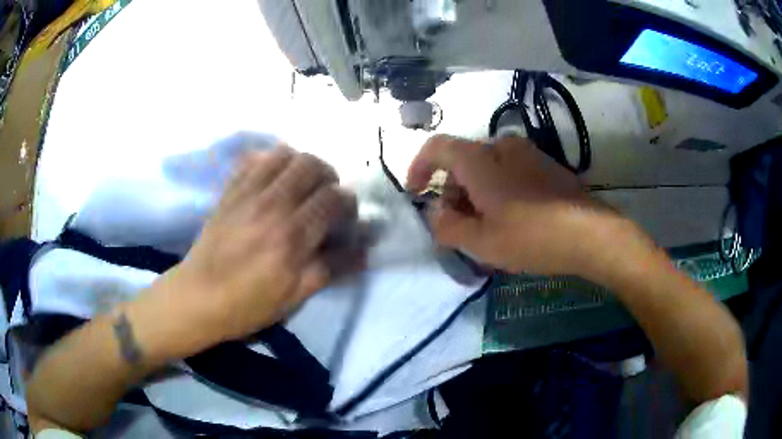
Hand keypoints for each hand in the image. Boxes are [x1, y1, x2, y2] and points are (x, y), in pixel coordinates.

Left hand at [148, 147, 361, 349]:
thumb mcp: (294, 297)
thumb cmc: (247, 305)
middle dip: (328, 176)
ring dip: (301, 164)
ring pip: (284, 154)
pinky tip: (273, 179)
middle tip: (326, 196)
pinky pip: (253, 159)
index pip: (332, 198)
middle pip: (311, 165)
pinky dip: (270, 161)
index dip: (347, 202)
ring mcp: (246, 194)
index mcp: (291, 238)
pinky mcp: (229, 191)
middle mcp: (271, 206)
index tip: (346, 216)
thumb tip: (364, 249)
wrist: (197, 297)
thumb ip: (330, 268)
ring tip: (301, 184)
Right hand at [407, 135, 612, 274]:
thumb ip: (447, 227)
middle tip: (456, 224)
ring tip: (485, 226)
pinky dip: (499, 190)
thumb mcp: (481, 242)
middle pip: (463, 161)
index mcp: (480, 160)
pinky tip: (512, 218)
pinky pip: (511, 171)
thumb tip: (435, 214)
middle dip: (452, 190)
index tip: (416, 192)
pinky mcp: (547, 165)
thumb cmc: (531, 236)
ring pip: (488, 167)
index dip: (419, 167)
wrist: (590, 233)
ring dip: (476, 192)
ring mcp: (528, 153)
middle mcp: (502, 146)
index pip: (437, 148)